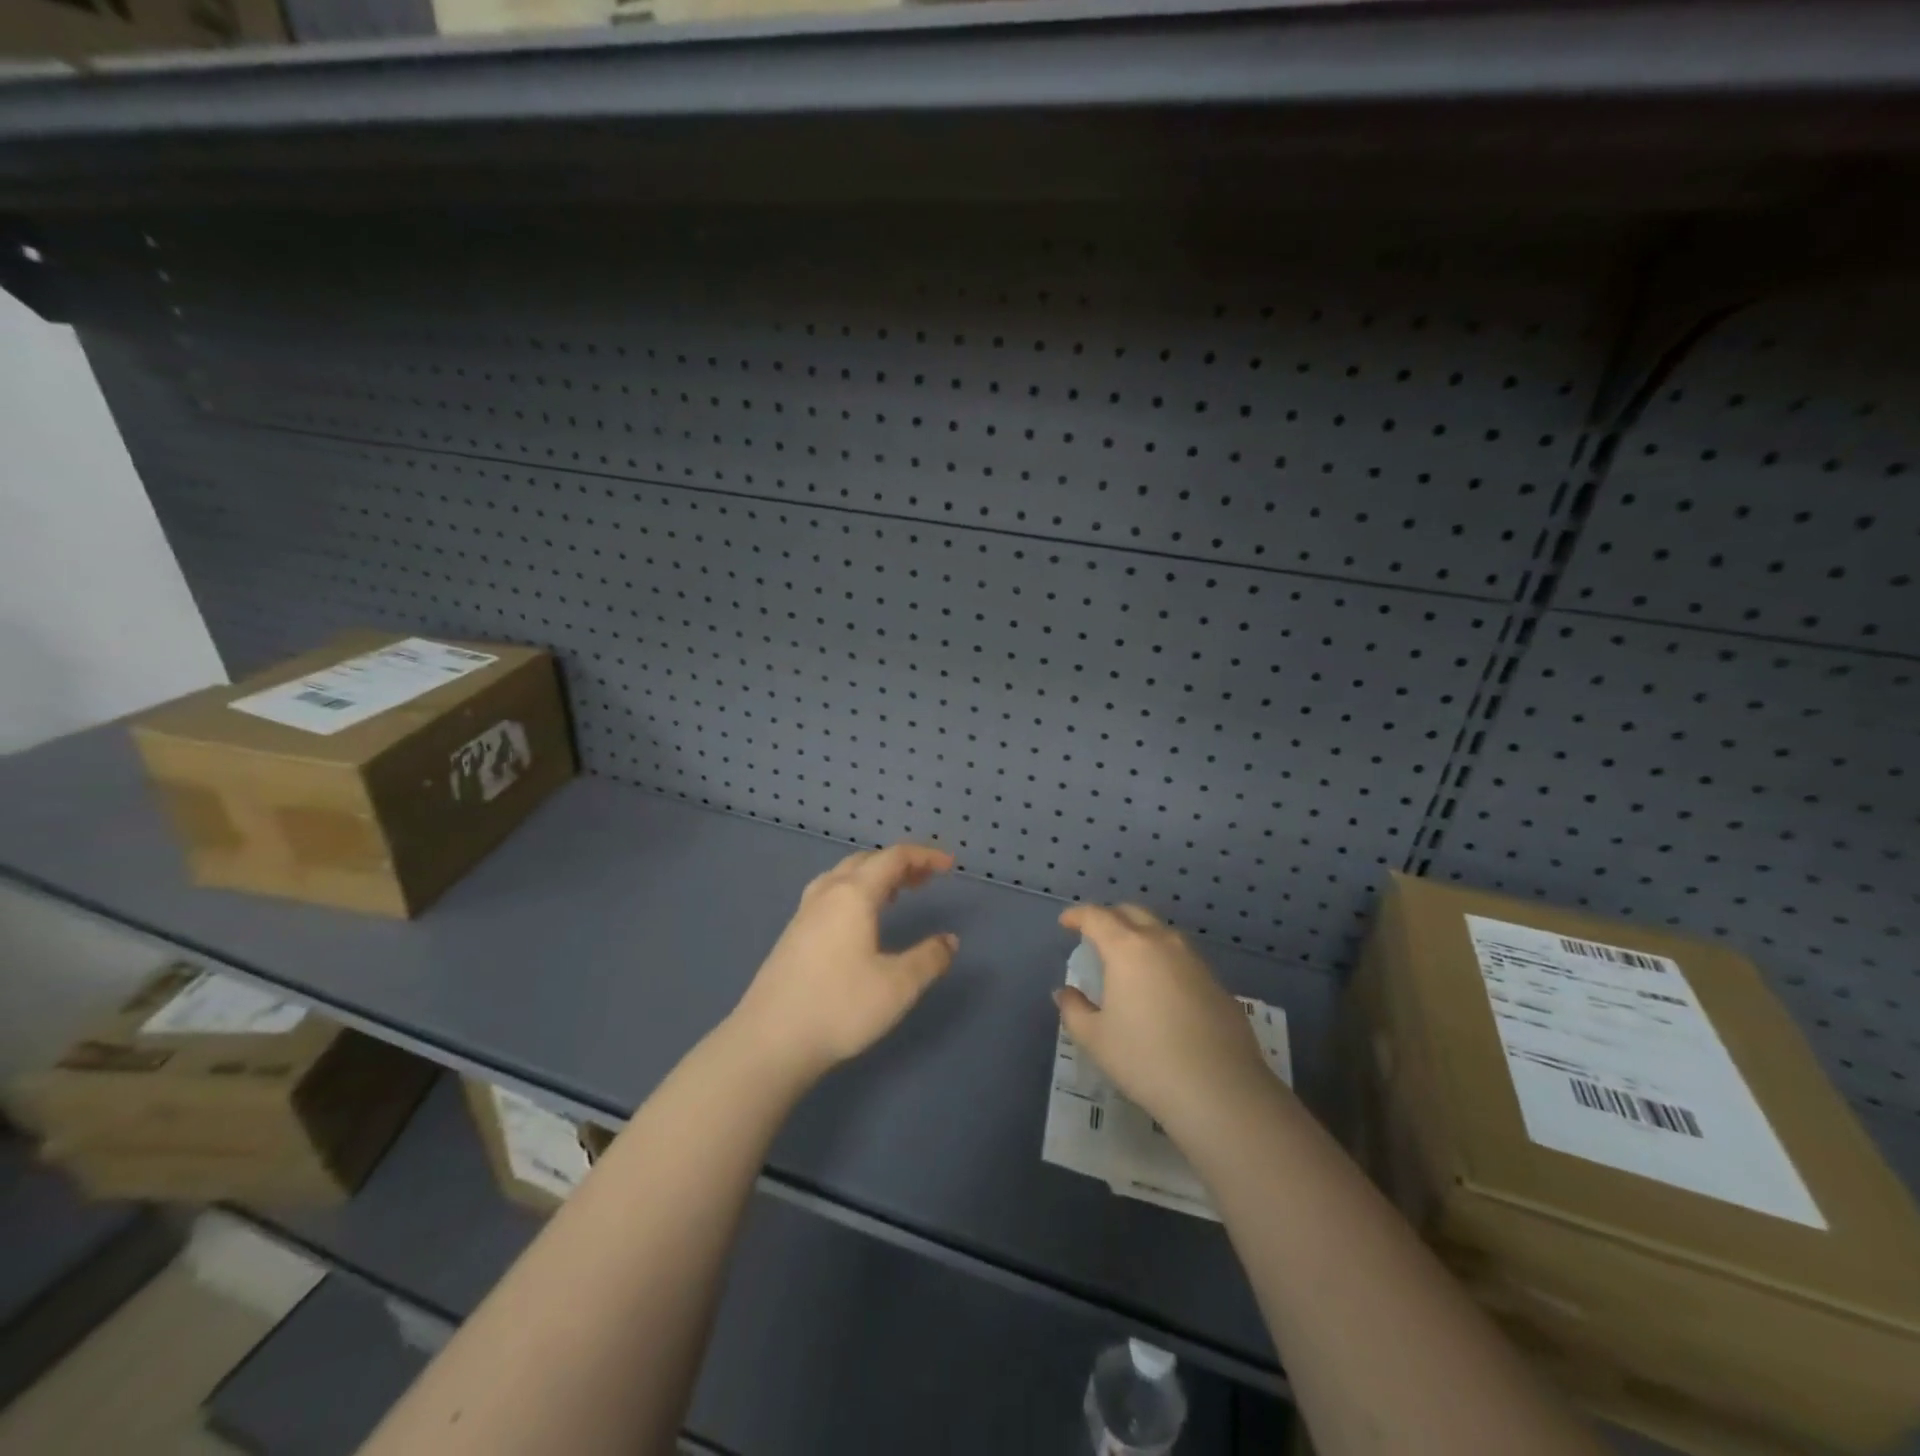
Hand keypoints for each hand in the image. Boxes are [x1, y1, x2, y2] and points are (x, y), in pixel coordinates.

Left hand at [730, 844, 958, 1083]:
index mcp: (853, 894)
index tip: (949, 866)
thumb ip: (928, 959)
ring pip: (843, 876)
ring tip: (896, 893)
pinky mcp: (792, 935)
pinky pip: (830, 894)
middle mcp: (827, 894)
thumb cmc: (839, 1007)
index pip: (893, 858)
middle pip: (866, 861)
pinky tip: (859, 921)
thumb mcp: (898, 986)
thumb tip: (949, 941)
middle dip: (899, 864)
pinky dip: (854, 892)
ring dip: (874, 876)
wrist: (770, 1041)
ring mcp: (804, 914)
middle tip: (925, 880)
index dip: (924, 856)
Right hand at [1055, 903, 1274, 1134]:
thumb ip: (1074, 1010)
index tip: (1066, 923)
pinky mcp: (1218, 984)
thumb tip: (1065, 993)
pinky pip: (1183, 960)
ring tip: (1129, 961)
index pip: (1097, 916)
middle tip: (1096, 935)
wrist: (1221, 1091)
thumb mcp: (1096, 1039)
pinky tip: (1162, 992)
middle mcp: (1163, 943)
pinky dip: (1165, 962)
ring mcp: (1195, 961)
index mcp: (1127, 949)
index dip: (1078, 915)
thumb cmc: (1146, 1060)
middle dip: (1111, 917)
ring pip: (1162, 933)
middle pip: (1133, 913)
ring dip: (1141, 936)